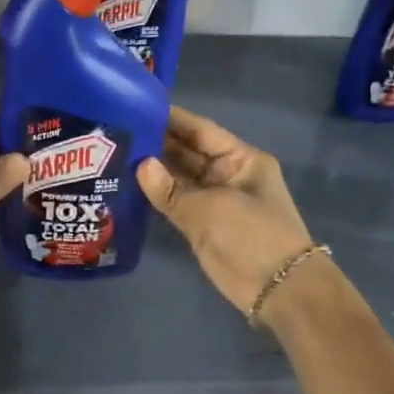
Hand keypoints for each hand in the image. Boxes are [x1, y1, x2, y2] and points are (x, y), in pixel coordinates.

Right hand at [136, 107, 317, 318]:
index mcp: (241, 159)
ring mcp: (215, 201)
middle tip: (117, 131)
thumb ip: (171, 189)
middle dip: (157, 143)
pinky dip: (157, 196)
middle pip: (188, 153)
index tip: (138, 105)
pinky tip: (128, 185)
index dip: (172, 119)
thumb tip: (140, 165)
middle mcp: (227, 175)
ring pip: (179, 179)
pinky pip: (176, 204)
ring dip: (153, 170)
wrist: (278, 289)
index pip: (201, 131)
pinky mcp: (203, 226)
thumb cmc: (252, 236)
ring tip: (115, 154)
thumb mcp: (210, 208)